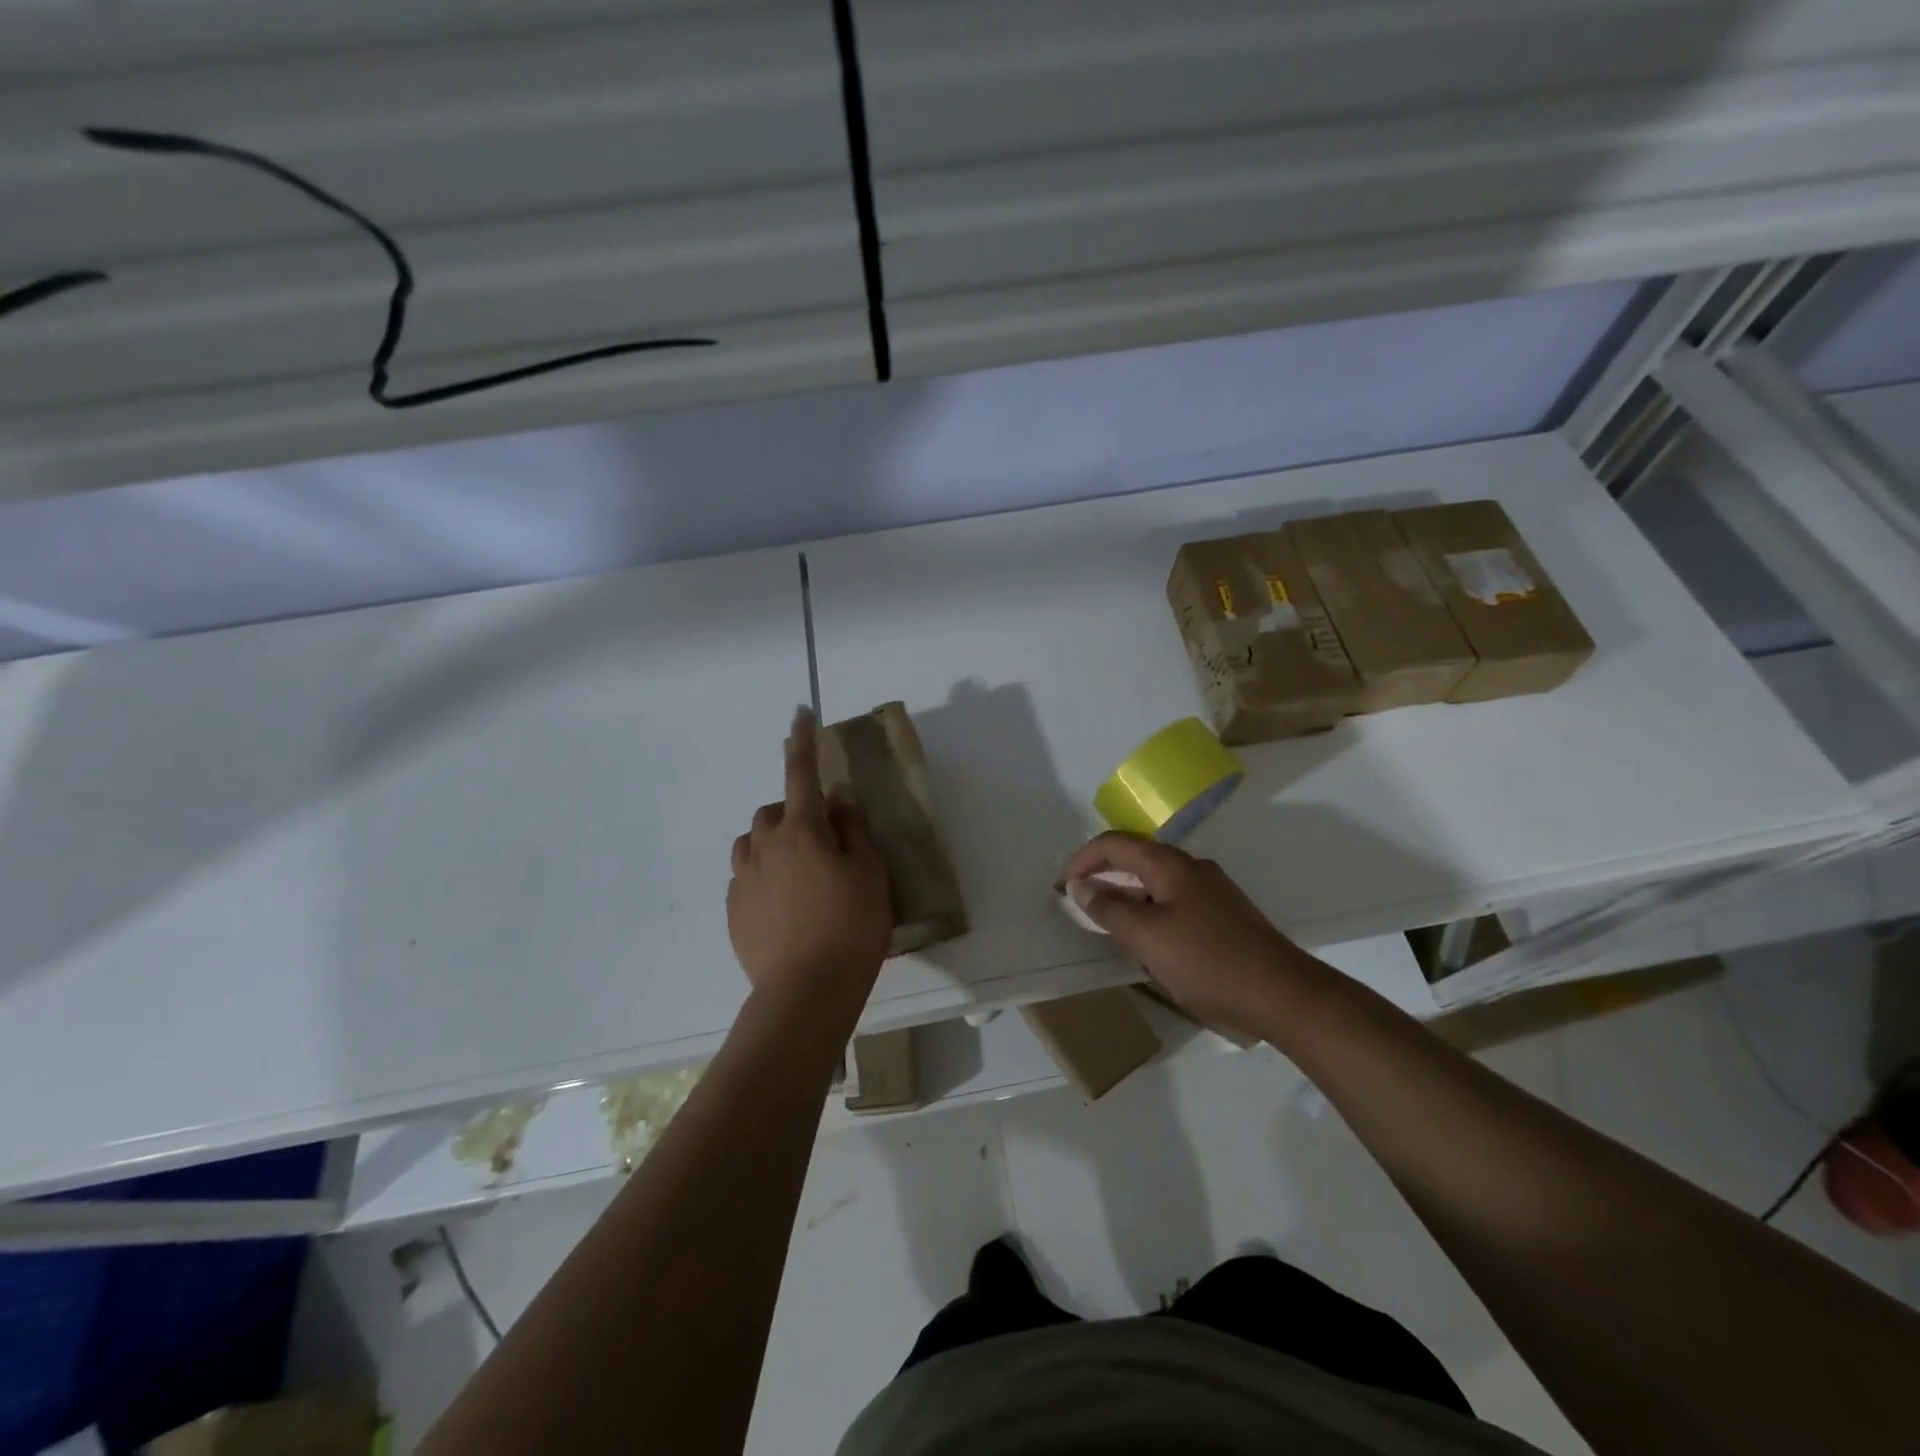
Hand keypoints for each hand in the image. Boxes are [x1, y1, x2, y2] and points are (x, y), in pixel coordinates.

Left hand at [727, 708, 892, 1010]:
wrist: (806, 992)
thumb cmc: (851, 926)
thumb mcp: (870, 873)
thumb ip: (853, 830)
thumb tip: (838, 800)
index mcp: (802, 830)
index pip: (801, 773)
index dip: (802, 741)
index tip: (800, 713)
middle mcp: (765, 846)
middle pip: (772, 812)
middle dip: (792, 813)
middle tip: (821, 842)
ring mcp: (744, 879)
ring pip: (753, 844)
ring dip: (772, 844)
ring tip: (799, 874)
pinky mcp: (734, 910)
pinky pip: (746, 877)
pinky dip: (764, 876)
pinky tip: (786, 907)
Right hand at [1059, 832, 1303, 1038]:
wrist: (1283, 994)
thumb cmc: (1208, 962)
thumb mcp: (1147, 938)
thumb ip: (1109, 909)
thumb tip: (1080, 885)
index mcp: (1170, 865)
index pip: (1114, 844)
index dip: (1082, 859)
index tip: (1061, 887)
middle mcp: (1192, 867)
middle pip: (1136, 857)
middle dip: (1102, 874)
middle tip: (1078, 902)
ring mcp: (1212, 890)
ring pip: (1155, 880)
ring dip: (1125, 894)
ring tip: (1106, 922)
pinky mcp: (1224, 913)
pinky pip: (1173, 899)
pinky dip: (1148, 909)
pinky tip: (1148, 939)